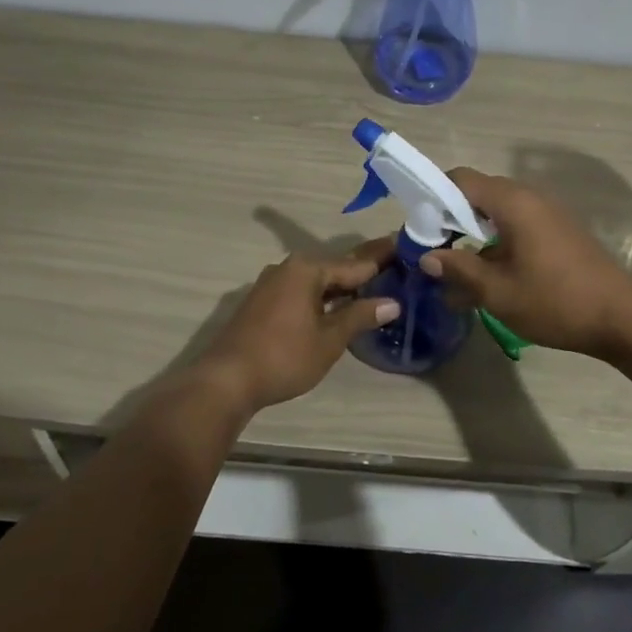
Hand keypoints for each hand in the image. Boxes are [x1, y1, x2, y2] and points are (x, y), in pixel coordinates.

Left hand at [195, 240, 399, 412]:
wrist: (226, 380)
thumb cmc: (284, 356)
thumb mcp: (329, 339)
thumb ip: (360, 316)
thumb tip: (392, 303)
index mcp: (308, 269)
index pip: (356, 263)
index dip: (383, 261)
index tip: (405, 251)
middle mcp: (288, 268)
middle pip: (335, 269)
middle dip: (363, 274)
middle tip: (395, 272)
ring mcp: (271, 284)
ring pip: (317, 282)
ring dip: (342, 288)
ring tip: (372, 293)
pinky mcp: (261, 302)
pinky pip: (301, 292)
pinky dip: (322, 298)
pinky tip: (336, 310)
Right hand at [418, 169, 631, 356]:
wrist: (622, 317)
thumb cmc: (555, 301)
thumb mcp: (497, 291)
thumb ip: (458, 269)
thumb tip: (428, 257)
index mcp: (512, 202)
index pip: (459, 179)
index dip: (432, 198)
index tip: (419, 230)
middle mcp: (529, 198)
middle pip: (477, 194)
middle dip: (449, 219)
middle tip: (433, 253)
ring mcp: (547, 214)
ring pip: (496, 213)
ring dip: (473, 235)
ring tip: (456, 271)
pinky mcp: (558, 232)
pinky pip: (517, 226)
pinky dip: (496, 243)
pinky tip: (489, 278)